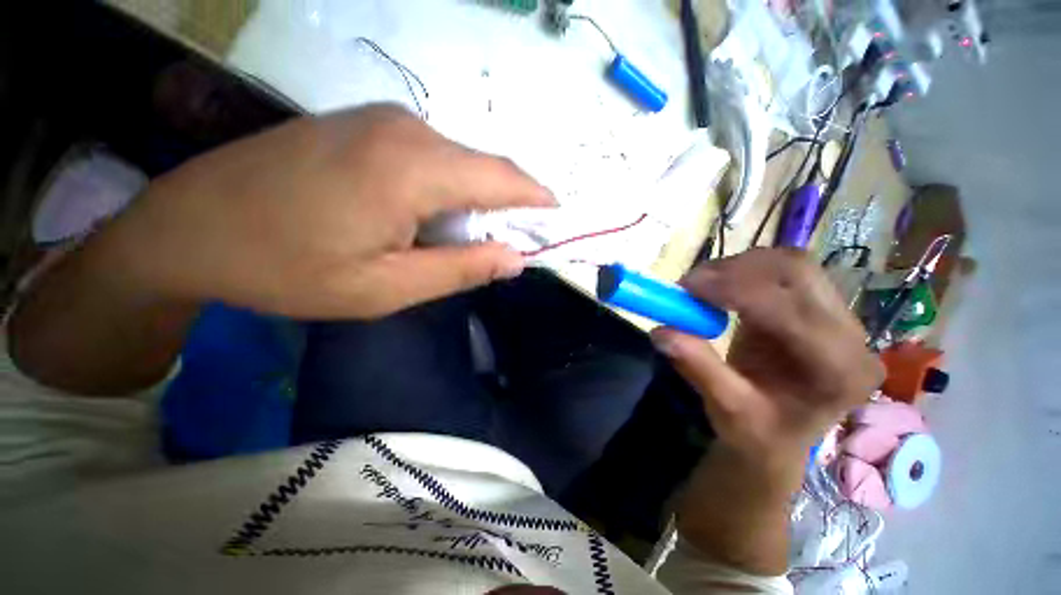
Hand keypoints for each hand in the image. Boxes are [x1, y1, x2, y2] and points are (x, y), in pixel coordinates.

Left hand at [104, 104, 553, 318]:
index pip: (503, 178)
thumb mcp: (386, 288)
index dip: (537, 198)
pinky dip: (447, 188)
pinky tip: (428, 217)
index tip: (557, 217)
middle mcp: (406, 129)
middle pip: (484, 168)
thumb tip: (515, 258)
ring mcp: (382, 120)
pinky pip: (430, 157)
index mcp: (413, 168)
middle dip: (507, 205)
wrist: (188, 227)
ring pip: (458, 162)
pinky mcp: (364, 126)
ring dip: (474, 201)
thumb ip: (461, 270)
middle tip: (510, 244)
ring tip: (462, 240)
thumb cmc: (287, 268)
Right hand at [651, 249, 883, 464]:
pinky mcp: (819, 307)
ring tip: (702, 286)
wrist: (779, 436)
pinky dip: (745, 271)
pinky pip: (783, 271)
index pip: (788, 308)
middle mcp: (851, 336)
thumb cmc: (759, 434)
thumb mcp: (726, 410)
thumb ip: (698, 368)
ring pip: (791, 264)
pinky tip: (721, 287)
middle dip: (736, 270)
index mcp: (838, 370)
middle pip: (798, 272)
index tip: (685, 287)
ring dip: (739, 267)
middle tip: (690, 284)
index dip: (733, 289)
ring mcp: (839, 317)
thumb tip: (660, 332)